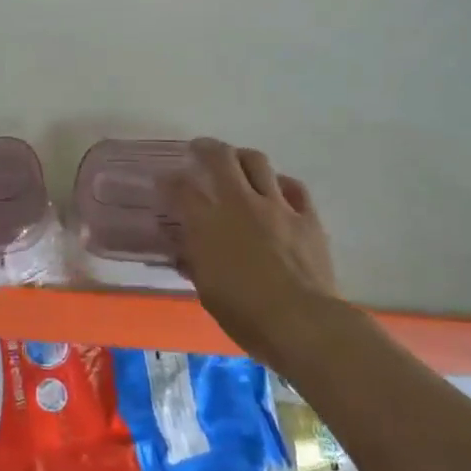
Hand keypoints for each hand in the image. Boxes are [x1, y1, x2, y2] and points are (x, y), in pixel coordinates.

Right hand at [169, 138, 338, 366]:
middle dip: (206, 148)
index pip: (181, 189)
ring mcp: (277, 206)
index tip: (164, 180)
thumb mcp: (206, 290)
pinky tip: (277, 188)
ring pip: (258, 163)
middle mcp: (240, 204)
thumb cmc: (244, 313)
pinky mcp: (307, 217)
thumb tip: (185, 250)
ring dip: (243, 157)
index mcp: (208, 223)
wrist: (301, 321)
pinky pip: (294, 187)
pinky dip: (281, 183)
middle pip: (221, 159)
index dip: (169, 181)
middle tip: (199, 149)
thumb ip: (195, 261)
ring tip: (237, 160)